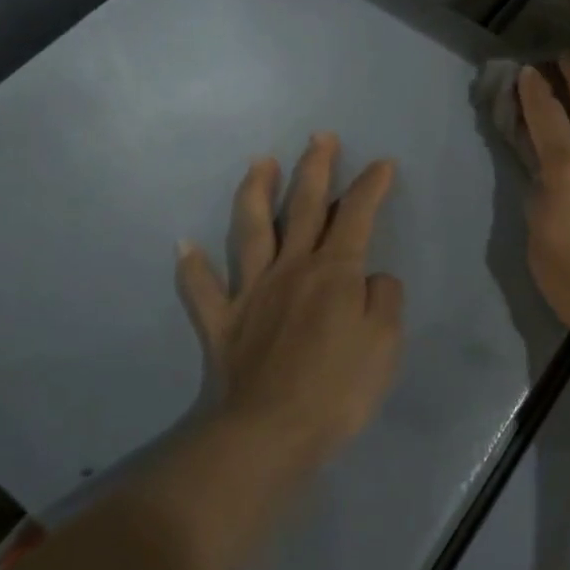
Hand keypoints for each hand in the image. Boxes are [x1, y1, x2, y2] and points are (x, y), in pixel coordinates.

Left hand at [175, 134, 403, 462]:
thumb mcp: (386, 342)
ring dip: (255, 193)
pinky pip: (202, 290)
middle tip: (319, 136)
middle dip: (314, 167)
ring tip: (259, 162)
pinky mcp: (221, 323)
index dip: (371, 186)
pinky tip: (183, 246)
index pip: (356, 215)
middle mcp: (291, 268)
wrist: (270, 433)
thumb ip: (384, 299)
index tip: (382, 163)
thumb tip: (371, 278)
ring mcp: (251, 292)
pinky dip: (191, 268)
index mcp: (334, 271)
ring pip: (250, 230)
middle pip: (303, 206)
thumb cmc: (338, 388)